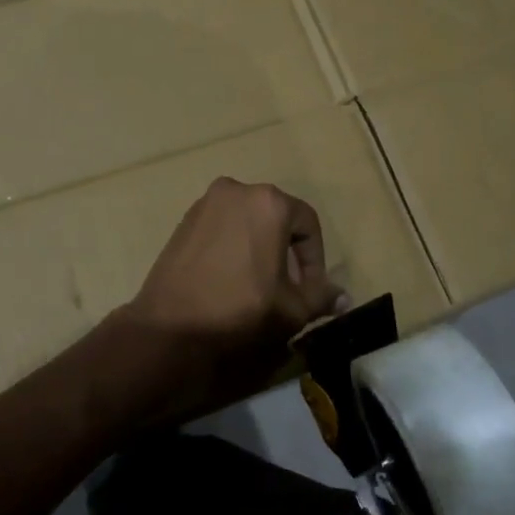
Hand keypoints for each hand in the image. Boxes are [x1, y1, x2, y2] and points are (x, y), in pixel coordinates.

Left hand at [115, 178, 342, 422]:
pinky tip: (231, 277)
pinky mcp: (184, 219)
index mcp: (268, 202)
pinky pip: (222, 226)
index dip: (315, 260)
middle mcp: (237, 190)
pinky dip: (234, 245)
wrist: (171, 324)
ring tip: (260, 284)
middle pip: (277, 218)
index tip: (311, 289)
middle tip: (288, 287)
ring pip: (248, 220)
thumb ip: (321, 297)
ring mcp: (206, 202)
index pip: (308, 225)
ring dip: (261, 247)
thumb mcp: (291, 309)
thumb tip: (343, 298)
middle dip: (288, 251)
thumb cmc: (239, 309)